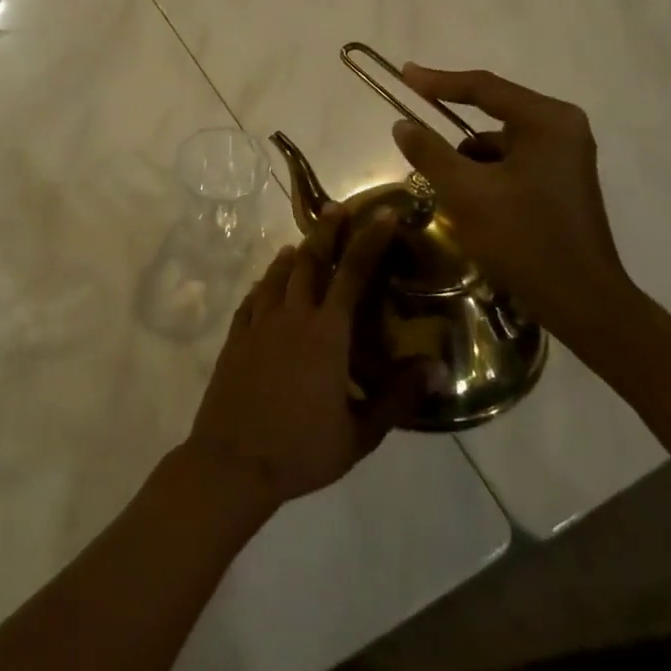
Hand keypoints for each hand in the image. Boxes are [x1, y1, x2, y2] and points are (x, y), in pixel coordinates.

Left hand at [184, 205, 406, 507]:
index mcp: (326, 334)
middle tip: (335, 208)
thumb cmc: (302, 450)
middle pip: (310, 261)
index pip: (353, 274)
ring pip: (277, 275)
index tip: (382, 215)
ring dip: (293, 255)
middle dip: (325, 232)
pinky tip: (267, 283)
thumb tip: (437, 367)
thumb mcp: (360, 433)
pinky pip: (252, 298)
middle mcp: (292, 316)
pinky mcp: (235, 337)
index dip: (369, 241)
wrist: (233, 461)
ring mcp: (258, 324)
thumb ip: (399, 398)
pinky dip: (264, 283)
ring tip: (303, 242)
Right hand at [390, 64, 637, 331]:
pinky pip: (512, 161)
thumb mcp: (466, 193)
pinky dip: (486, 173)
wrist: (581, 302)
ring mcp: (565, 155)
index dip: (438, 81)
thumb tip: (402, 125)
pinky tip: (471, 202)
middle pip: (493, 111)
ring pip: (499, 141)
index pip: (484, 88)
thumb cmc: (524, 239)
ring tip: (445, 186)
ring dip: (468, 158)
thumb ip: (430, 152)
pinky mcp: (561, 180)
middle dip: (451, 125)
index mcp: (546, 121)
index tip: (403, 74)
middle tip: (413, 125)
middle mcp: (562, 128)